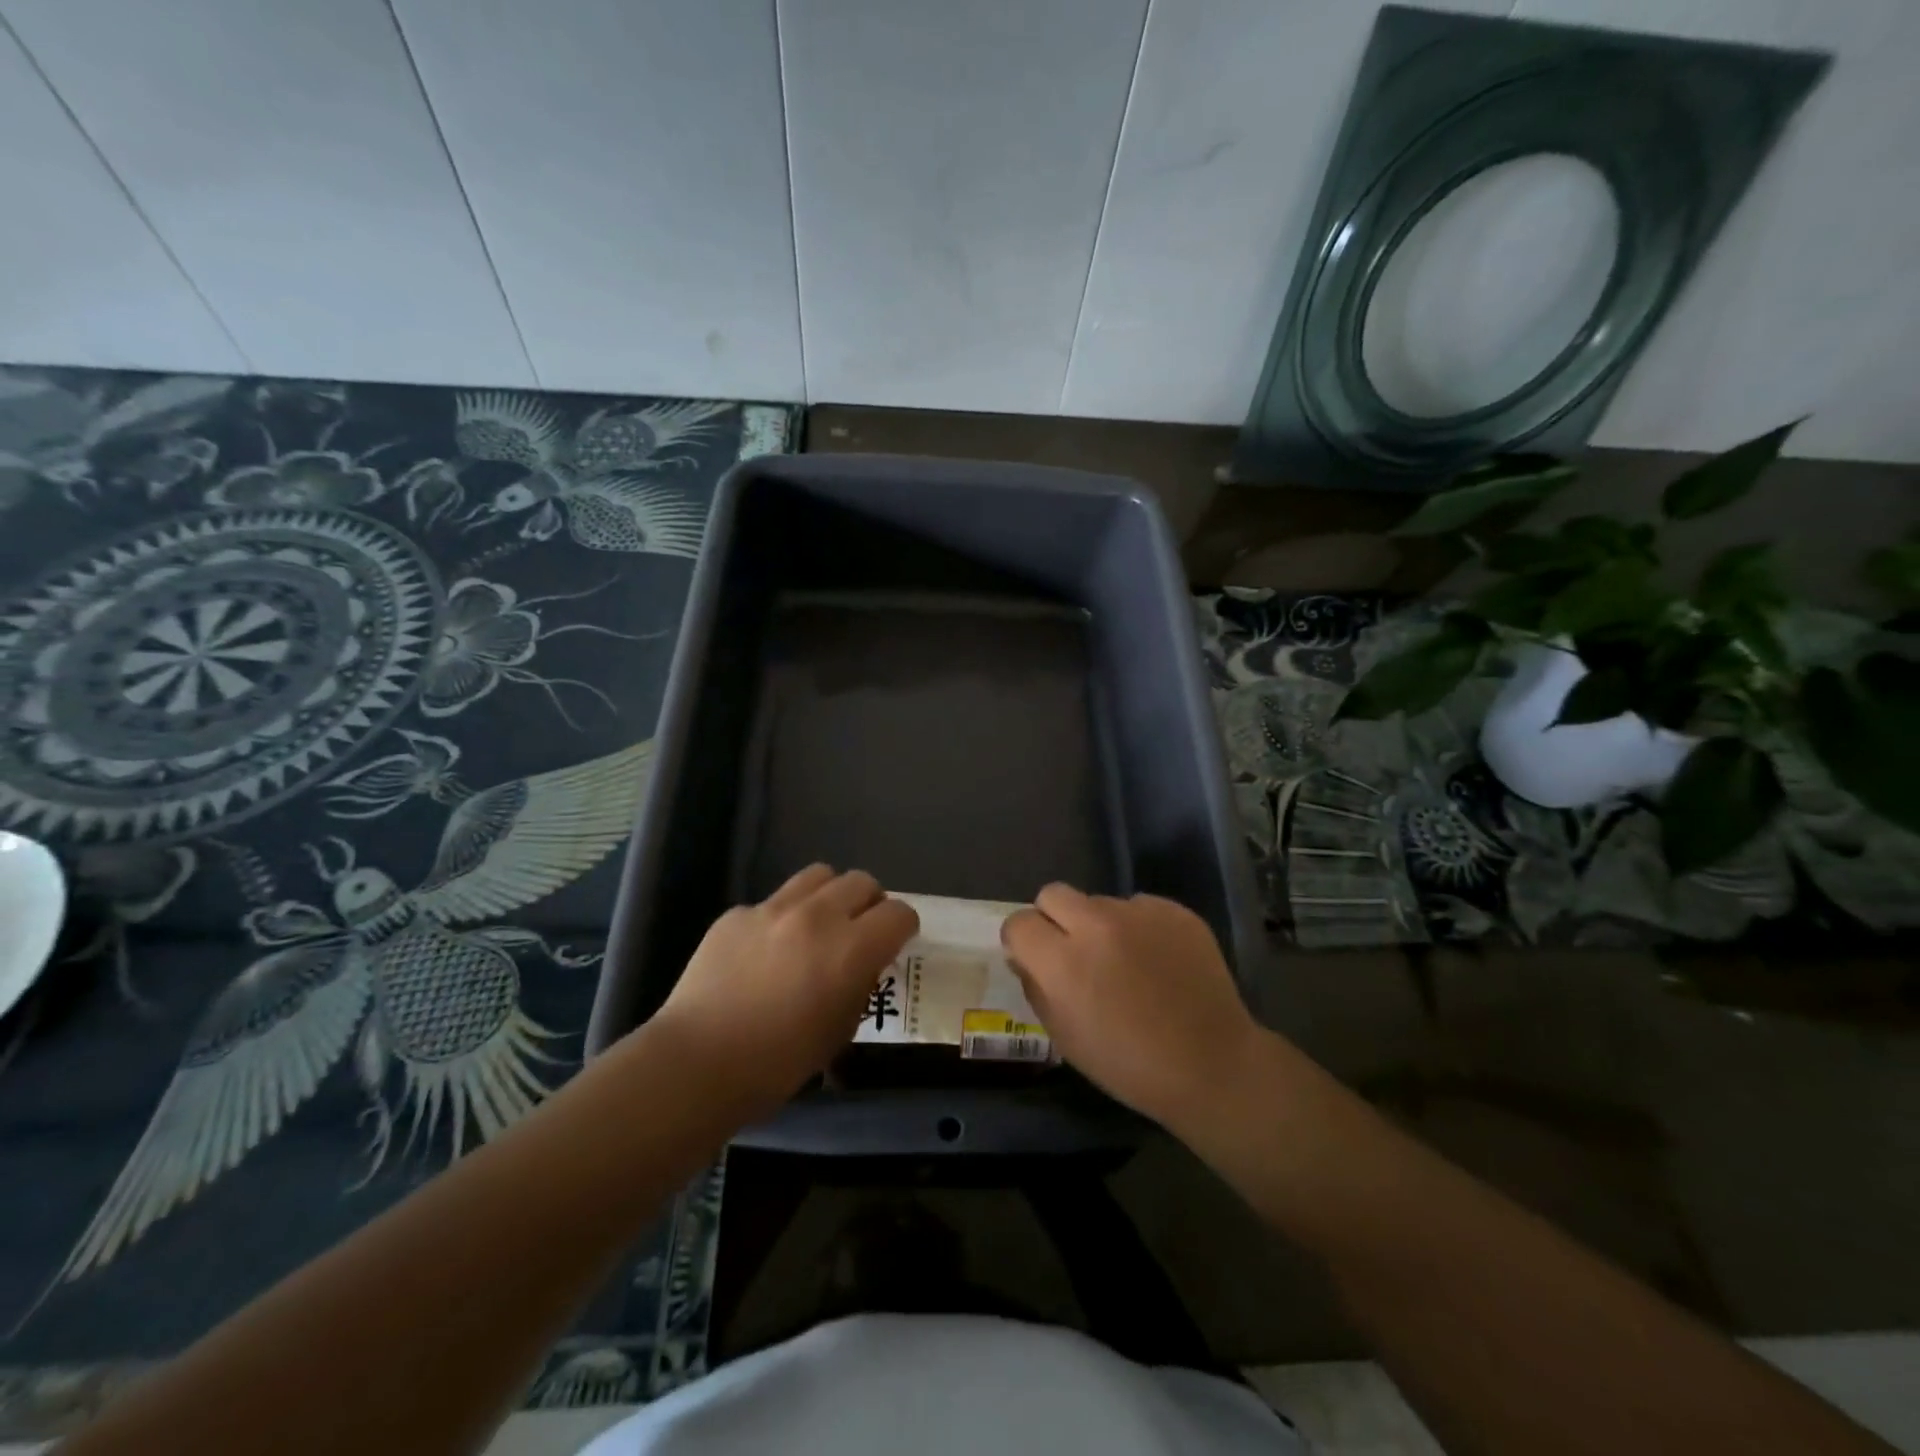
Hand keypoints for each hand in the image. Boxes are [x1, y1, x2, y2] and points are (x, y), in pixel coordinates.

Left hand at [650, 865, 918, 1119]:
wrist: (696, 1064)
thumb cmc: (777, 1064)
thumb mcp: (839, 1032)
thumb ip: (859, 986)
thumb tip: (862, 966)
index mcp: (851, 948)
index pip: (899, 913)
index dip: (902, 928)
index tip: (894, 944)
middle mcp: (817, 916)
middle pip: (861, 881)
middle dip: (869, 903)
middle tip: (858, 932)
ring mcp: (772, 909)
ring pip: (819, 875)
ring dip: (829, 896)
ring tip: (817, 926)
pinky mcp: (736, 914)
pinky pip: (772, 902)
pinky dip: (781, 919)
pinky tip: (763, 953)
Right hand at [1002, 885, 1258, 1130]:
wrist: (1212, 1065)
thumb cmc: (1129, 1065)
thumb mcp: (1066, 1038)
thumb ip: (1036, 988)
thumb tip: (1024, 958)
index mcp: (1064, 962)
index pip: (1019, 923)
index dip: (1023, 941)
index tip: (1036, 959)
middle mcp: (1097, 925)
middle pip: (1053, 894)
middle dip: (1054, 919)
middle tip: (1073, 951)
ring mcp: (1139, 912)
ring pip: (1099, 901)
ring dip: (1099, 924)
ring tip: (1124, 961)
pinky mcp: (1174, 910)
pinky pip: (1139, 906)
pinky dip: (1138, 927)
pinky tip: (1157, 960)